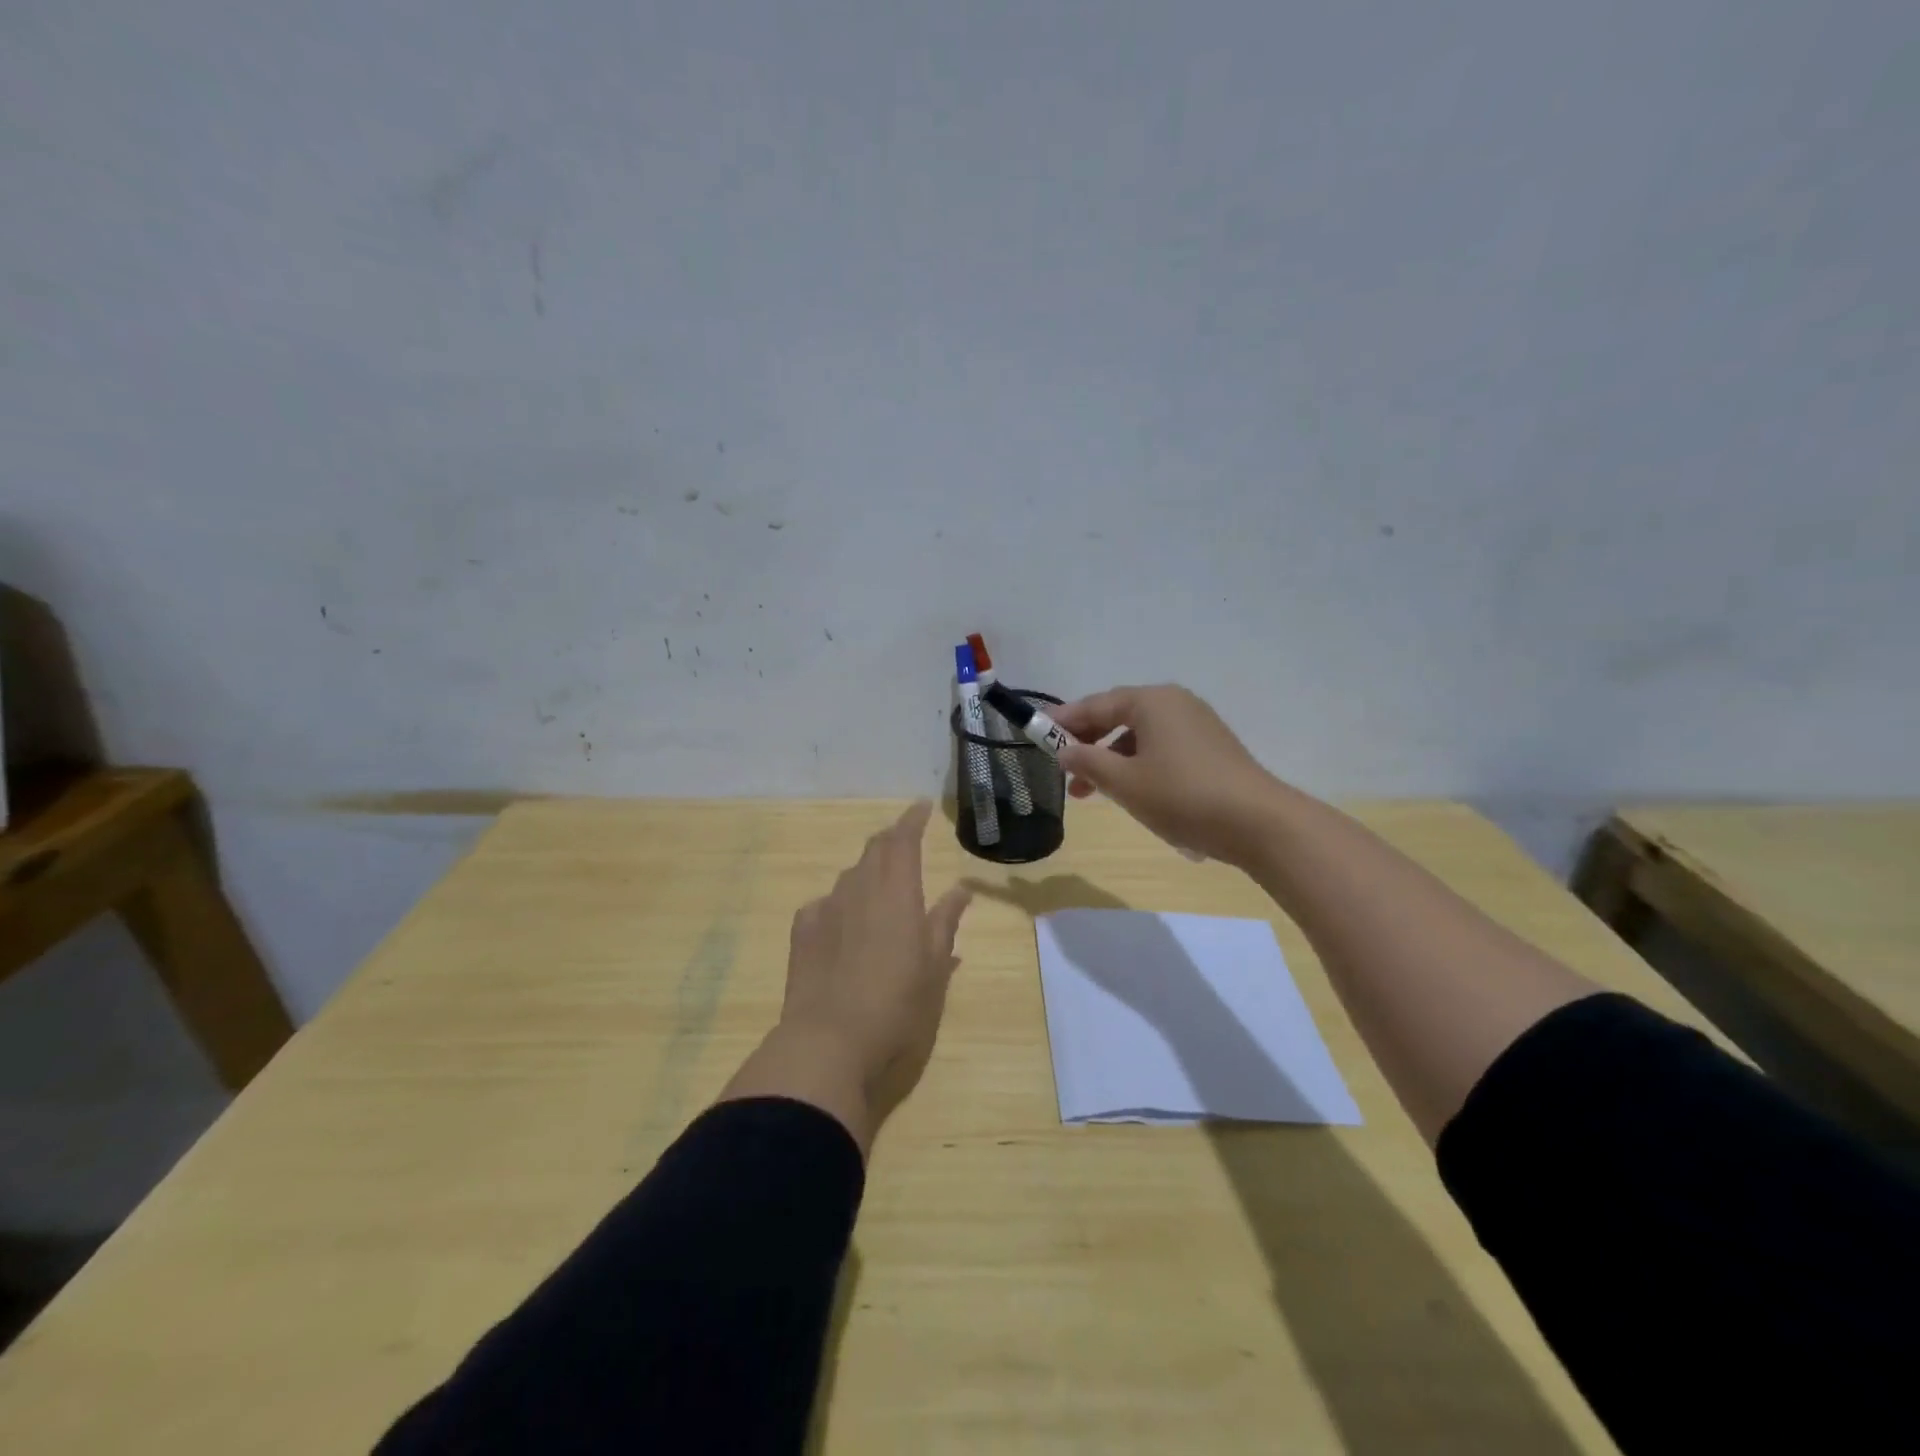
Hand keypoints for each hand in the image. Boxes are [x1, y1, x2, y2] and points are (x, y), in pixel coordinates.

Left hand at [721, 801, 971, 1150]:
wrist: (828, 1039)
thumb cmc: (896, 1004)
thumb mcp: (934, 966)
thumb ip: (945, 921)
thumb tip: (960, 889)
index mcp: (897, 892)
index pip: (904, 839)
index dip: (913, 819)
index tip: (922, 806)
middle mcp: (860, 888)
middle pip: (875, 849)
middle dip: (891, 839)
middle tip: (905, 841)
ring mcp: (827, 907)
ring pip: (850, 875)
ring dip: (867, 871)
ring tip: (879, 888)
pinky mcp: (802, 930)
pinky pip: (825, 903)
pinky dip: (841, 903)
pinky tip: (843, 924)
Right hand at [1052, 684, 1284, 866]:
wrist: (1258, 823)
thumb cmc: (1182, 796)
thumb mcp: (1125, 782)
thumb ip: (1088, 763)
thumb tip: (1064, 753)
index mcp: (1151, 701)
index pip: (1096, 705)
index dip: (1064, 721)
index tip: (1037, 733)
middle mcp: (1174, 703)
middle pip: (1118, 716)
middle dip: (1087, 743)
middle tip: (1062, 769)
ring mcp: (1196, 725)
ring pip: (1139, 736)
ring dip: (1111, 760)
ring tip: (1090, 792)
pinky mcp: (1210, 748)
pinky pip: (1161, 748)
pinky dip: (1138, 764)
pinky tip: (1130, 792)